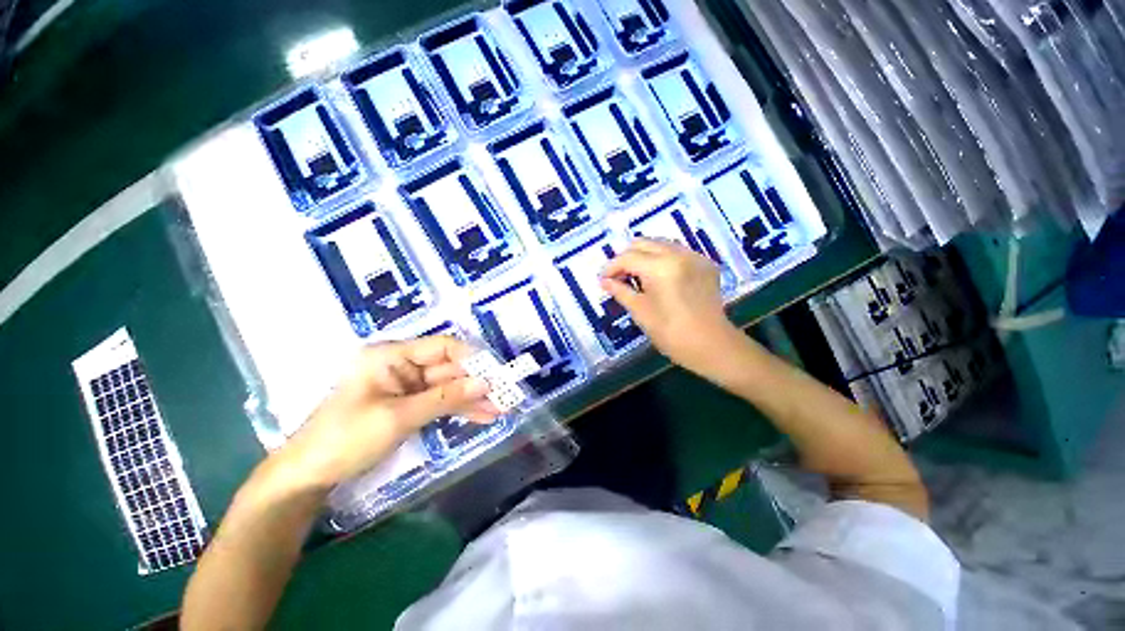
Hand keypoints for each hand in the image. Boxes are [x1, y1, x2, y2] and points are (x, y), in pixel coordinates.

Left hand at [274, 336, 498, 490]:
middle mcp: (402, 365)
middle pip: (449, 368)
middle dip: (477, 382)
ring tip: (500, 410)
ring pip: (448, 386)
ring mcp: (406, 385)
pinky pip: (440, 402)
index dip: (472, 358)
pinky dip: (459, 409)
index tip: (497, 373)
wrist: (308, 475)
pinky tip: (482, 416)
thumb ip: (445, 398)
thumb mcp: (399, 416)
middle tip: (505, 396)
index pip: (442, 347)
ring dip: (473, 398)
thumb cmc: (347, 438)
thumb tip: (486, 383)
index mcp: (392, 355)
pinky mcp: (408, 404)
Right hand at [601, 238, 745, 374]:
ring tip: (636, 275)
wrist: (711, 345)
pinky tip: (659, 277)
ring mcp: (695, 257)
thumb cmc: (670, 332)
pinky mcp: (705, 264)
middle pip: (644, 243)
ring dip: (645, 256)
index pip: (628, 257)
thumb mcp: (640, 311)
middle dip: (626, 257)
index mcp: (660, 267)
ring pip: (661, 244)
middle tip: (618, 276)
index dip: (611, 267)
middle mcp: (678, 254)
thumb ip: (620, 291)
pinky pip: (678, 252)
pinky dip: (663, 259)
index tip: (602, 279)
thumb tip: (604, 281)